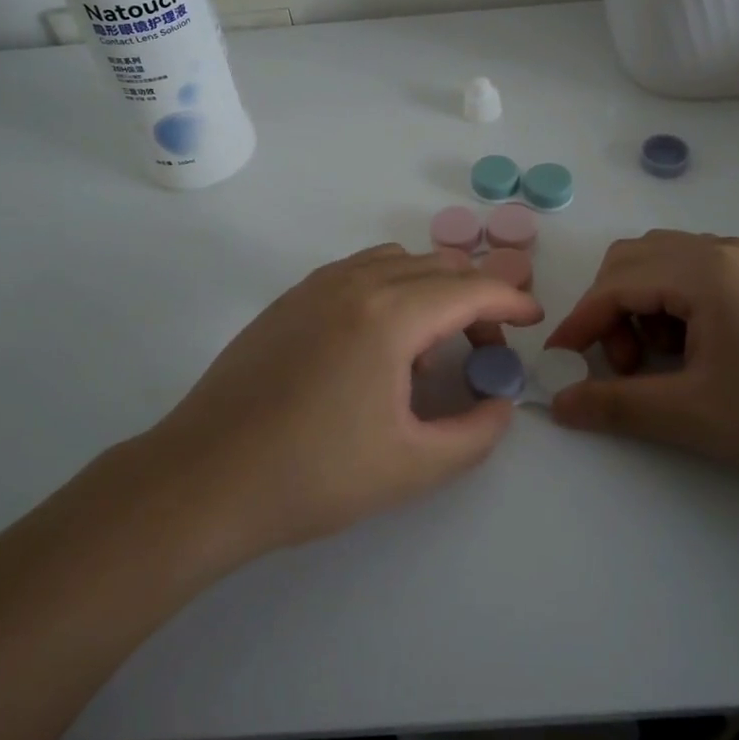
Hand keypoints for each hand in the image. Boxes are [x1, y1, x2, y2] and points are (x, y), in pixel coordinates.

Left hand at [136, 245, 542, 566]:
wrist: (204, 478)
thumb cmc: (313, 476)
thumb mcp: (412, 467)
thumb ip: (475, 433)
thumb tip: (499, 403)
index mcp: (389, 315)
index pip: (470, 289)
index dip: (510, 300)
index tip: (533, 320)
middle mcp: (355, 283)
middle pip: (437, 267)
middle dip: (476, 297)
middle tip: (487, 347)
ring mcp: (316, 285)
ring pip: (397, 261)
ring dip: (432, 286)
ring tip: (434, 342)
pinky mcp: (290, 298)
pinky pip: (359, 270)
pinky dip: (392, 285)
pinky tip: (381, 338)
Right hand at [543, 231, 738, 478]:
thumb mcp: (694, 416)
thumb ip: (617, 406)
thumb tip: (558, 403)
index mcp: (703, 271)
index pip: (615, 284)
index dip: (580, 322)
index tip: (559, 361)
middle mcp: (719, 250)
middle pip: (632, 259)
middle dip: (609, 309)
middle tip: (622, 363)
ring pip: (661, 262)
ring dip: (639, 304)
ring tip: (660, 359)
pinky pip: (692, 272)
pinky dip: (671, 302)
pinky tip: (694, 348)